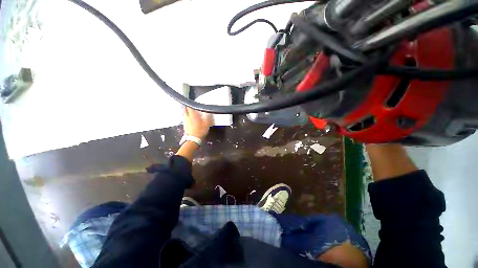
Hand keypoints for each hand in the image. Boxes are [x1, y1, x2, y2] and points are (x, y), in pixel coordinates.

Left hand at [183, 107, 212, 138]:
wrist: (194, 139)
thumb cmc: (200, 131)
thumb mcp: (207, 123)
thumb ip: (208, 117)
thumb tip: (209, 112)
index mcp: (192, 115)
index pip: (189, 106)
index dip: (191, 104)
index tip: (192, 102)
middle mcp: (187, 117)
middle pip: (185, 110)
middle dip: (187, 107)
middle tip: (190, 106)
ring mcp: (185, 121)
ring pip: (185, 114)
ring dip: (187, 112)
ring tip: (191, 113)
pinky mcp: (185, 126)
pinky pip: (186, 119)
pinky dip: (188, 118)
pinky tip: (191, 120)